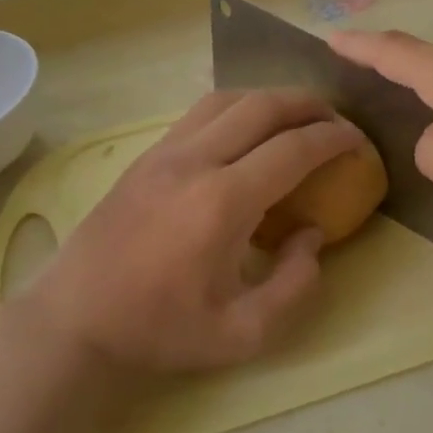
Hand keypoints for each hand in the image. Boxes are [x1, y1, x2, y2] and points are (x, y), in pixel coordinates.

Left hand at [25, 90, 361, 372]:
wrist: (74, 320)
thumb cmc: (159, 330)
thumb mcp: (242, 333)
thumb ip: (294, 285)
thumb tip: (312, 235)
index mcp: (222, 202)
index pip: (293, 148)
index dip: (334, 139)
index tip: (358, 142)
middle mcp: (195, 161)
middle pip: (263, 106)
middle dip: (309, 105)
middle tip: (336, 121)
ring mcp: (165, 152)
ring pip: (228, 99)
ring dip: (271, 99)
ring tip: (297, 117)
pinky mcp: (146, 156)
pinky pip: (200, 112)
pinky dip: (236, 107)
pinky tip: (247, 131)